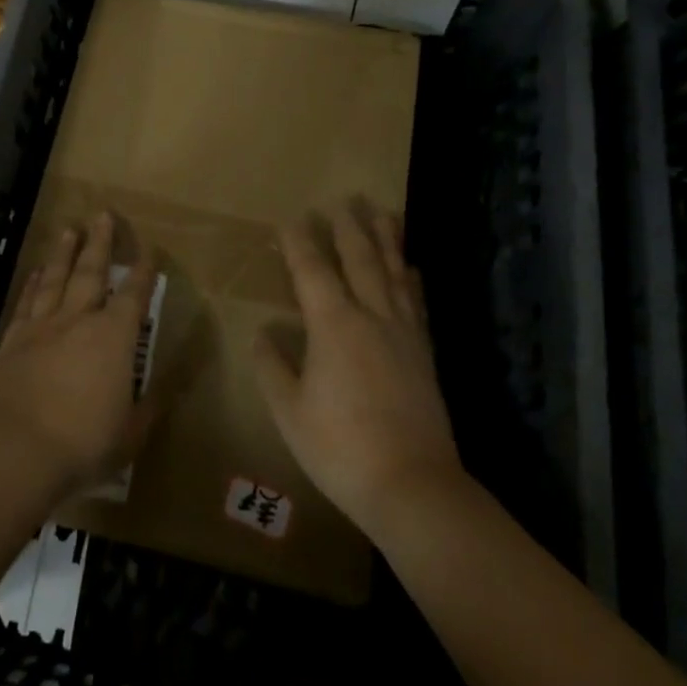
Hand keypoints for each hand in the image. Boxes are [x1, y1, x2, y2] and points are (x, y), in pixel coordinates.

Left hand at [0, 212, 158, 500]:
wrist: (18, 449)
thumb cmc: (84, 442)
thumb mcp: (131, 433)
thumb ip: (150, 406)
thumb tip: (170, 387)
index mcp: (113, 338)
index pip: (133, 296)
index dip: (142, 272)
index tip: (148, 249)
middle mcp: (79, 320)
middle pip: (91, 272)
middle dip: (100, 242)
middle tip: (103, 214)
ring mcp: (43, 326)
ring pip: (56, 278)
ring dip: (64, 252)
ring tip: (70, 229)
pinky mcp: (14, 339)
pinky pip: (27, 302)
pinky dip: (33, 283)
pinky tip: (36, 272)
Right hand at [253, 200, 461, 541]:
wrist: (413, 486)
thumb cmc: (340, 448)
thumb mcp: (289, 411)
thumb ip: (273, 366)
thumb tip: (262, 333)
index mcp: (333, 326)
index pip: (312, 271)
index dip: (300, 242)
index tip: (292, 218)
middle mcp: (371, 317)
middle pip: (360, 260)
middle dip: (349, 227)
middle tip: (344, 199)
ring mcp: (403, 334)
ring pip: (394, 273)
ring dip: (386, 239)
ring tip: (383, 212)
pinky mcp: (424, 354)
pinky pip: (417, 303)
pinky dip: (412, 279)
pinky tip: (412, 268)